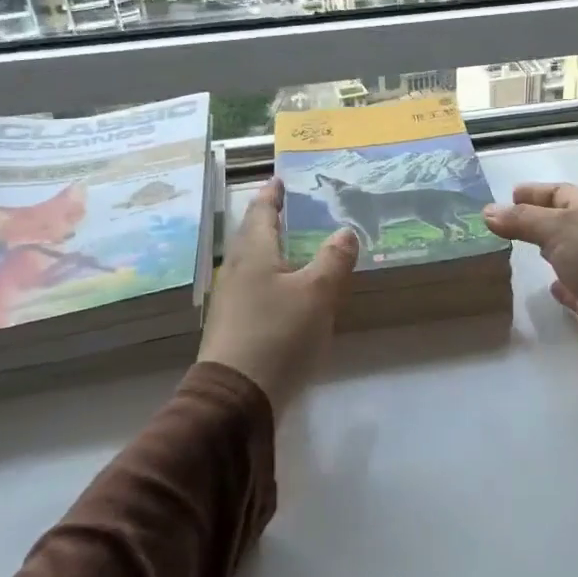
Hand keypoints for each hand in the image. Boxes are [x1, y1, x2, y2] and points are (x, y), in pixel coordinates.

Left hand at [198, 178, 358, 412]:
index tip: (280, 178)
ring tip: (299, 246)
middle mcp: (237, 271)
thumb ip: (334, 259)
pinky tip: (291, 291)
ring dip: (274, 250)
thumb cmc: (278, 335)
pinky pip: (257, 288)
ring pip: (255, 263)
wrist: (237, 398)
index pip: (261, 211)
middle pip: (253, 235)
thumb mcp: (317, 293)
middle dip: (272, 220)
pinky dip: (275, 277)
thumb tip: (345, 231)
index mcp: (253, 253)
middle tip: (295, 208)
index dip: (272, 194)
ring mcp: (232, 300)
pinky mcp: (236, 326)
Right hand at [483, 183, 577, 379]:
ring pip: (567, 258)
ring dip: (546, 253)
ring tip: (514, 252)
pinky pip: (574, 292)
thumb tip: (488, 210)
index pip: (563, 194)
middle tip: (503, 224)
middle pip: (564, 224)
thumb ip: (524, 221)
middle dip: (537, 221)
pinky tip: (546, 287)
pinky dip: (560, 288)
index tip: (508, 194)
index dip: (536, 192)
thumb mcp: (561, 231)